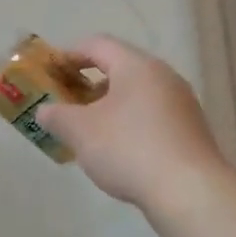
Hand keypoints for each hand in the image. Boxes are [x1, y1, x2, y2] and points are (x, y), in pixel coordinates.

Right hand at [35, 36, 232, 211]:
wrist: (189, 192)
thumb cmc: (129, 149)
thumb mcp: (81, 132)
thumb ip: (57, 116)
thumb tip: (45, 111)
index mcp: (137, 66)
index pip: (98, 45)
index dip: (70, 54)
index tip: (51, 72)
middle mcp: (164, 76)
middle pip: (120, 68)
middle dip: (89, 83)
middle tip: (66, 103)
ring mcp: (182, 104)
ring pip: (137, 94)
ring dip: (110, 105)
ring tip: (89, 130)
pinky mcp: (191, 130)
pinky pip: (152, 115)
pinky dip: (130, 123)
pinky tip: (119, 150)